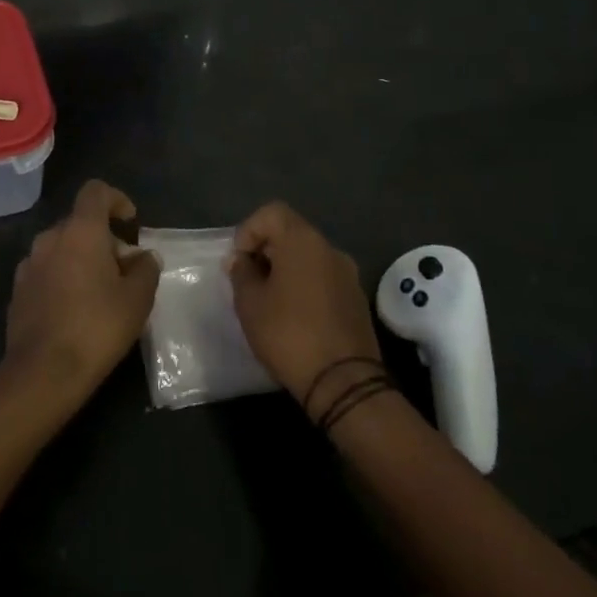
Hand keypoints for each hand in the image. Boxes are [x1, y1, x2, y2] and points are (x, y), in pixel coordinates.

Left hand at [4, 180, 159, 404]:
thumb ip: (146, 269)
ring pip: (61, 248)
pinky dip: (63, 278)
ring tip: (100, 292)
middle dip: (103, 238)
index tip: (130, 222)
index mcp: (80, 231)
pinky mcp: (18, 290)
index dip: (116, 199)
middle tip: (124, 270)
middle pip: (79, 223)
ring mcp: (29, 264)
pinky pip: (46, 271)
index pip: (95, 191)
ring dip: (81, 259)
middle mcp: (49, 238)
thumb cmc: (97, 327)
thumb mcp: (138, 299)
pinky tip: (74, 310)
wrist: (43, 372)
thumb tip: (144, 257)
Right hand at [229, 201, 382, 415]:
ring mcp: (348, 275)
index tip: (239, 261)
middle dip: (265, 251)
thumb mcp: (250, 303)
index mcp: (303, 241)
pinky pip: (323, 279)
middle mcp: (330, 249)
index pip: (271, 213)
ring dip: (286, 270)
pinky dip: (305, 286)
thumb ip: (241, 273)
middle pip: (291, 233)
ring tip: (269, 301)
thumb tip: (241, 260)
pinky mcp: (357, 300)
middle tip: (248, 282)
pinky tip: (293, 316)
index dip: (248, 231)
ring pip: (308, 258)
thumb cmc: (289, 334)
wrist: (345, 383)